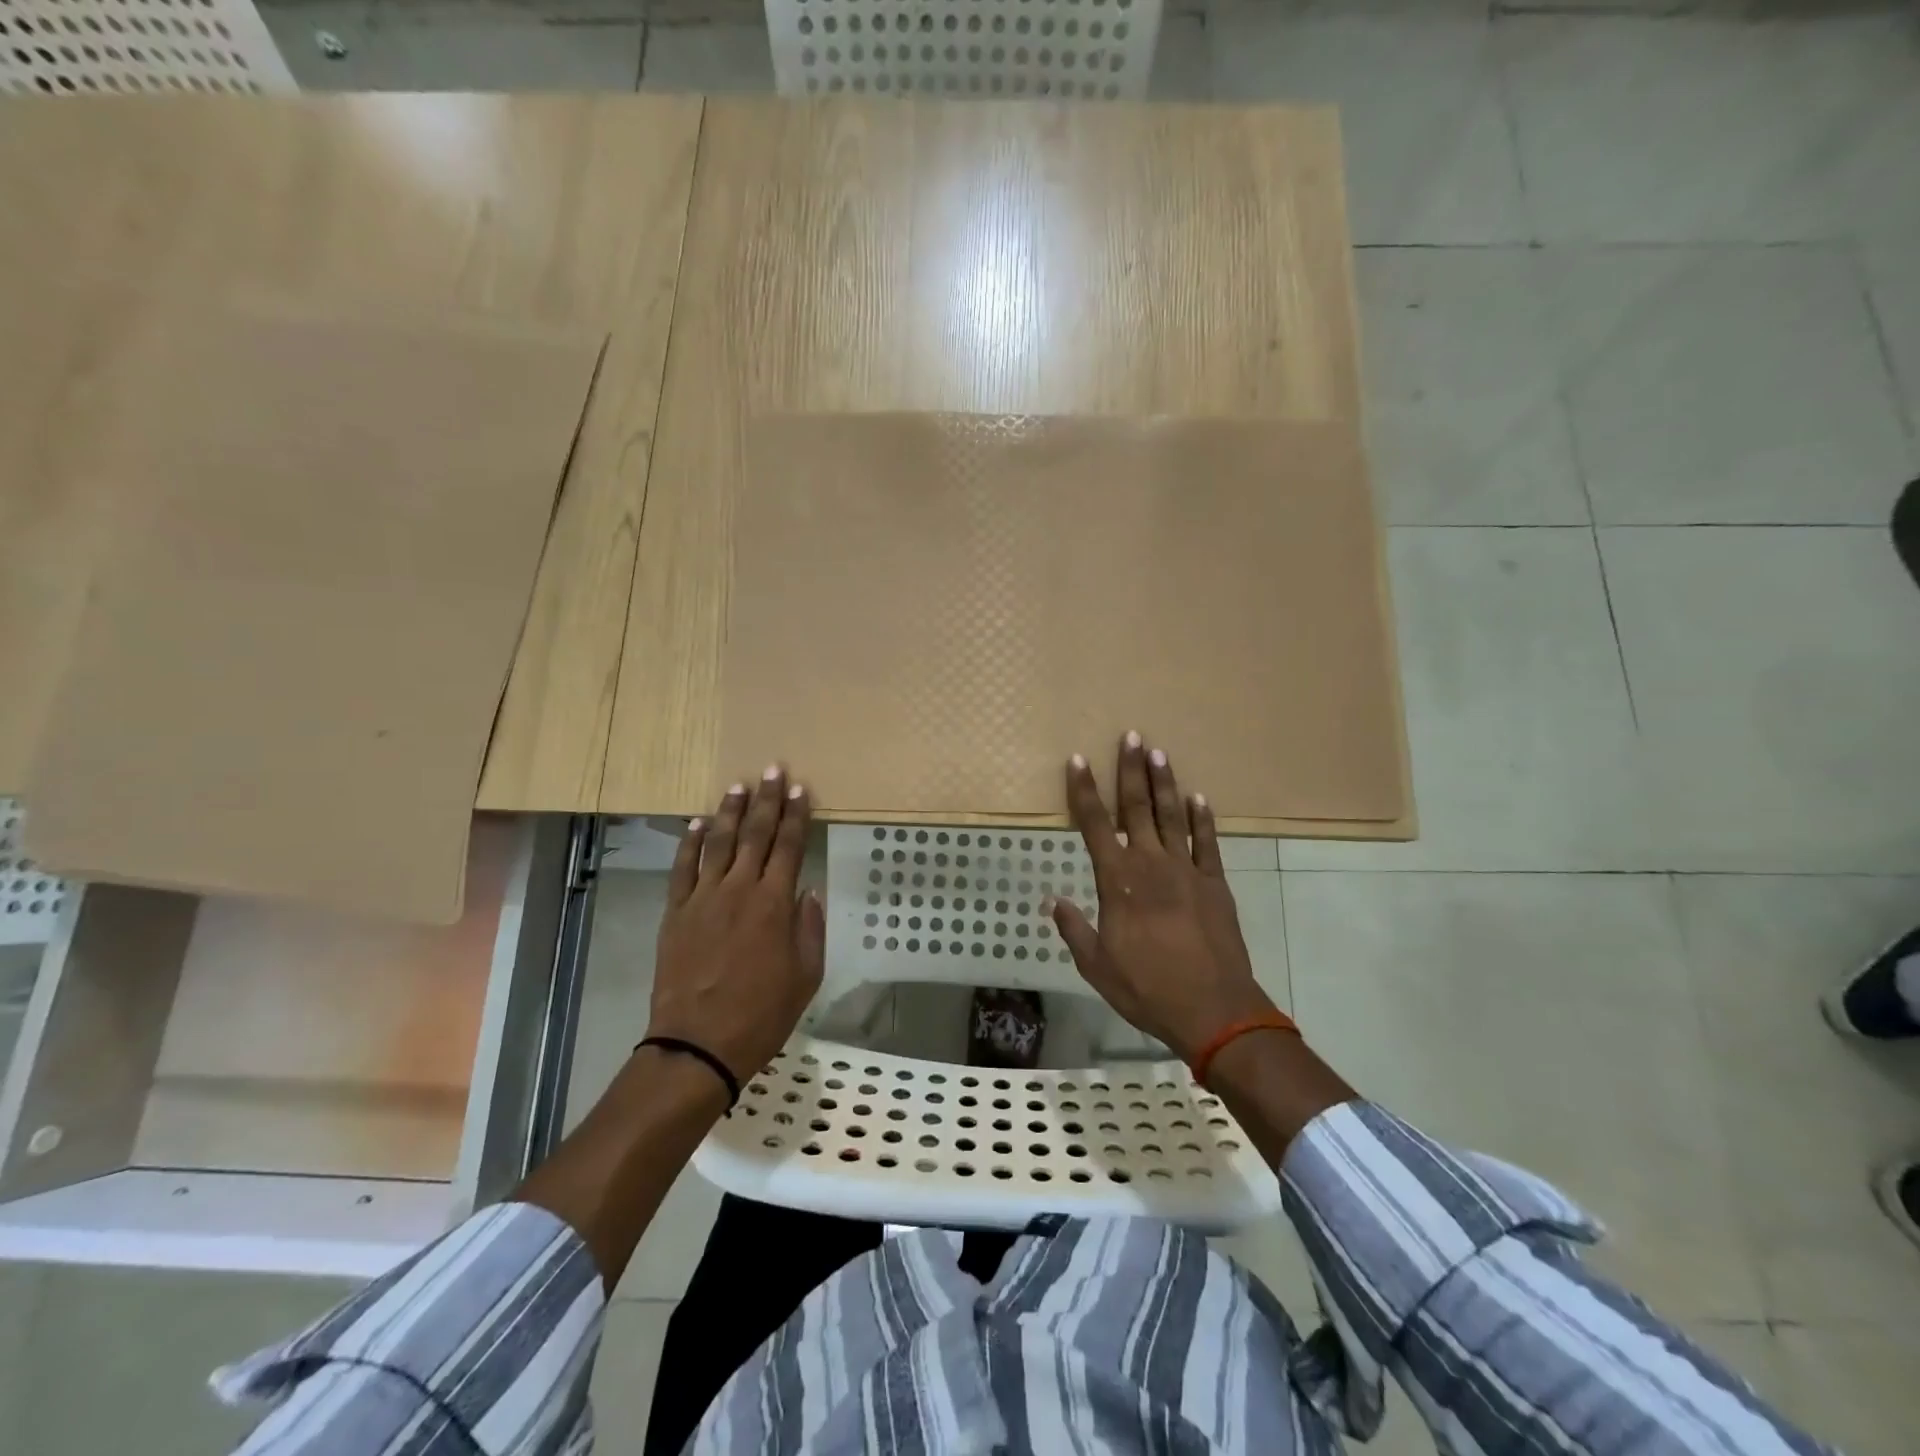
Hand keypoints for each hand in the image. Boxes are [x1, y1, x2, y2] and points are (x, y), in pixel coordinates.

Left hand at [650, 765, 824, 1080]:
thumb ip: (809, 927)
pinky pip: (682, 868)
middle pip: (755, 834)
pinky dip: (689, 843)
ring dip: (730, 812)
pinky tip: (696, 822)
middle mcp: (739, 890)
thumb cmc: (762, 1014)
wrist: (698, 1044)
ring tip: (738, 785)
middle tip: (772, 770)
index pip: (789, 847)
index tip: (801, 790)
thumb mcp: (806, 975)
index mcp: (775, 904)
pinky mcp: (676, 913)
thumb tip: (806, 890)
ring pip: (718, 842)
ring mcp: (703, 898)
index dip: (796, 816)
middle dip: (767, 800)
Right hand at [1050, 733, 1278, 1062]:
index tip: (1077, 761)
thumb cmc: (1147, 988)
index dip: (1083, 791)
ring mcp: (1187, 870)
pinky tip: (1199, 798)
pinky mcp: (1215, 883)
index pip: (1094, 825)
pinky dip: (1203, 819)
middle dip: (1130, 770)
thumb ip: (1075, 929)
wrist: (1213, 1009)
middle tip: (1130, 736)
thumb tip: (1053, 901)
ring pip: (1172, 816)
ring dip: (1164, 783)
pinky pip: (1207, 842)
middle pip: (1137, 808)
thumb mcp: (1097, 966)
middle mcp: (1150, 864)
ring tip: (1159, 752)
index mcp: (1117, 881)